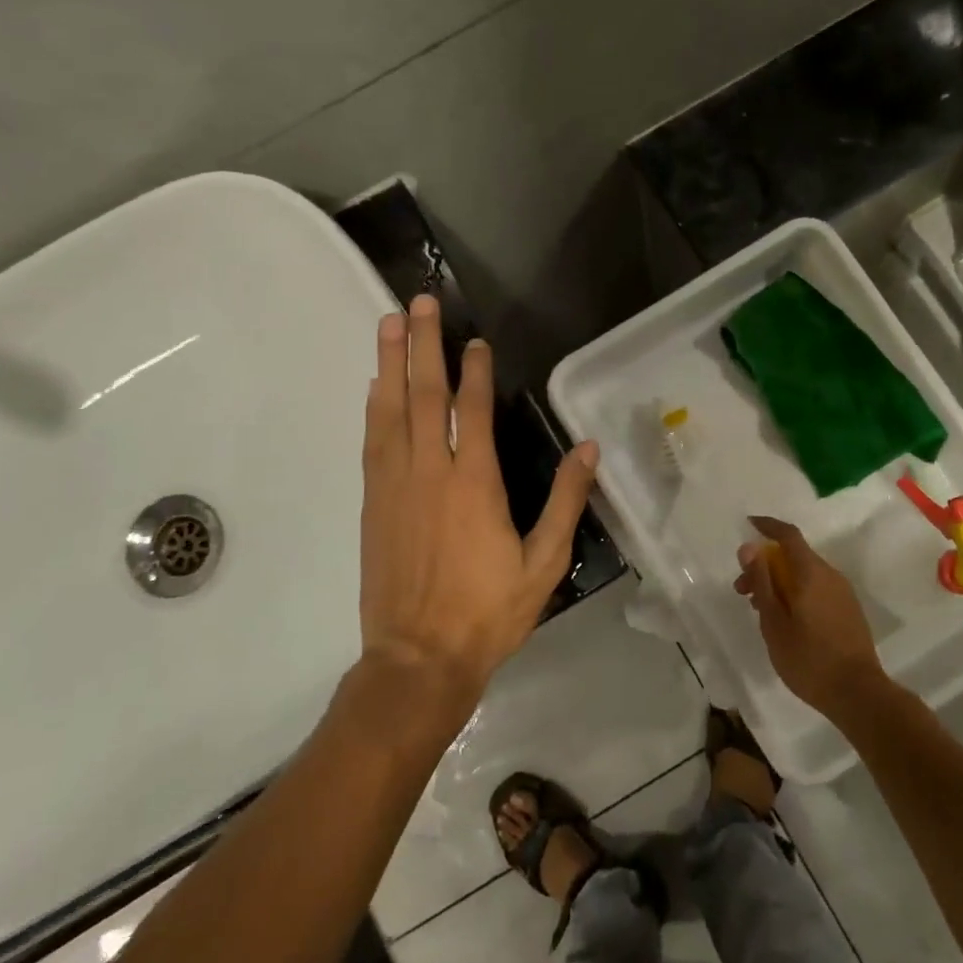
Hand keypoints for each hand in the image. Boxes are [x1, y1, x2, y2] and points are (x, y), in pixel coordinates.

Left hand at [359, 296, 598, 699]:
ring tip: (389, 324)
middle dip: (423, 345)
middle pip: (424, 396)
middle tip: (419, 303)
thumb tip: (589, 449)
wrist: (417, 659)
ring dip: (390, 364)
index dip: (474, 370)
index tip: (476, 340)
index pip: (473, 411)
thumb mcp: (544, 564)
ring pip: (390, 411)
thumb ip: (565, 502)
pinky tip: (376, 386)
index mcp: (475, 484)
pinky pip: (373, 442)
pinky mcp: (373, 503)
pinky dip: (374, 408)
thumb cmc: (488, 613)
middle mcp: (430, 473)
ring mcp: (395, 485)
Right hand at [734, 516, 888, 722]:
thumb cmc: (809, 659)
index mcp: (811, 573)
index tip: (747, 525)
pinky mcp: (848, 611)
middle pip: (794, 556)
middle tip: (742, 590)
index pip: (788, 535)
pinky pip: (817, 589)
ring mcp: (843, 593)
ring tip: (760, 609)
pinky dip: (796, 592)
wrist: (859, 694)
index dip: (767, 526)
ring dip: (779, 581)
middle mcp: (830, 575)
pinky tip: (785, 619)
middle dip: (765, 564)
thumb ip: (762, 581)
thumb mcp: (774, 622)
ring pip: (805, 574)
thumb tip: (750, 547)